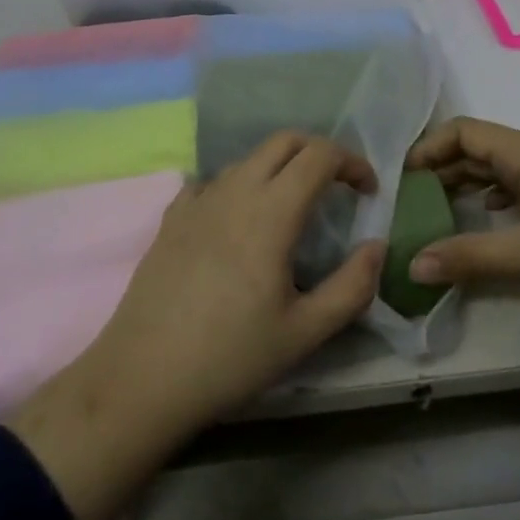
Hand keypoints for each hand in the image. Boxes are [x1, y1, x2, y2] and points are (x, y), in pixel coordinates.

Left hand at [11, 132, 382, 519]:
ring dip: (280, 168)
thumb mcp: (305, 333)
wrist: (143, 378)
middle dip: (318, 152)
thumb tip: (376, 248)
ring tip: (292, 208)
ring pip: (248, 159)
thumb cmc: (230, 356)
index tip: (368, 191)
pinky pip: (213, 181)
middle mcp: (235, 191)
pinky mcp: (172, 217)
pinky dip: (239, 186)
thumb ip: (352, 287)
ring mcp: (198, 199)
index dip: (352, 162)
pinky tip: (238, 221)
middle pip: (284, 141)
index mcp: (271, 211)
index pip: (319, 156)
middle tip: (337, 186)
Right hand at [405, 116, 519, 310]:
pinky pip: (515, 189)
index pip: (462, 132)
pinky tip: (483, 224)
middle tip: (407, 205)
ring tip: (434, 216)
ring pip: (496, 171)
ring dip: (463, 188)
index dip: (427, 149)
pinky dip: (490, 202)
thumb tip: (411, 265)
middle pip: (475, 149)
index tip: (399, 181)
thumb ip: (473, 257)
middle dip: (439, 171)